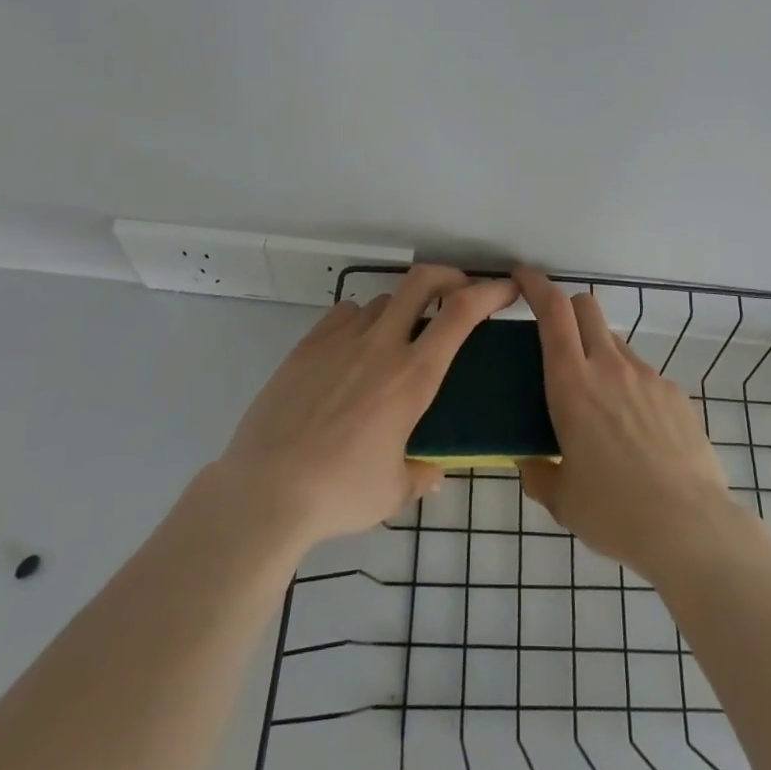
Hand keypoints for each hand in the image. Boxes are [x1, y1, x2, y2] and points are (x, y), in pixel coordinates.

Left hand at [214, 265, 516, 550]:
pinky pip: (343, 315)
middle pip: (422, 281)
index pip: (461, 313)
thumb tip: (433, 472)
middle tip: (457, 291)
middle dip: (448, 275)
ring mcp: (340, 340)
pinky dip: (359, 322)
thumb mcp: (392, 493)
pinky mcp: (307, 346)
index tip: (506, 290)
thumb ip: (420, 475)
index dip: (489, 292)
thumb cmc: (339, 494)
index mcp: (413, 377)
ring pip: (382, 300)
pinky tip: (352, 350)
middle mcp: (381, 346)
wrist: (264, 491)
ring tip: (397, 337)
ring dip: (401, 310)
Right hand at [515, 267, 739, 578]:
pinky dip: (628, 386)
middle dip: (566, 308)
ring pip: (614, 342)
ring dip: (597, 353)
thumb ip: (538, 473)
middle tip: (555, 337)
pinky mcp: (675, 394)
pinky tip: (635, 431)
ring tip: (598, 403)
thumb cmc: (614, 511)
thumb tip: (529, 461)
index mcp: (572, 384)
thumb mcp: (562, 499)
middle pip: (586, 308)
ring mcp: (647, 376)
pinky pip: (643, 375)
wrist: (691, 527)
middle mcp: (609, 367)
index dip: (535, 285)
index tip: (522, 276)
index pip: (552, 311)